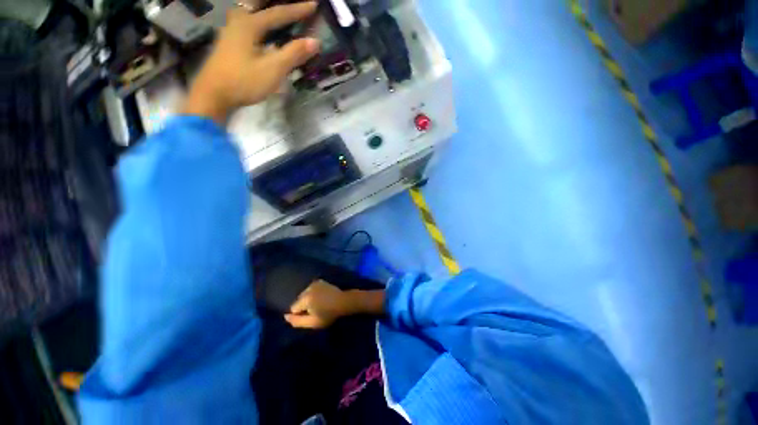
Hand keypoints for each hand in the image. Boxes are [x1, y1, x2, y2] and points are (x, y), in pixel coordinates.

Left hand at [183, 2, 320, 124]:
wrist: (214, 94)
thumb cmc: (244, 80)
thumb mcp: (273, 69)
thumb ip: (293, 54)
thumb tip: (315, 42)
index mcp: (249, 24)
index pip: (278, 13)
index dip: (297, 9)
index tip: (313, 4)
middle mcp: (238, 22)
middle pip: (256, 5)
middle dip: (274, 3)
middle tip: (287, 3)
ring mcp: (230, 32)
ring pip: (248, 12)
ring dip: (261, 10)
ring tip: (274, 14)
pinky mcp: (228, 44)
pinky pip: (245, 24)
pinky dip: (256, 21)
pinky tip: (259, 29)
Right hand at [285, 280, 350, 328]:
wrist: (343, 302)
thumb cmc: (328, 314)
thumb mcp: (312, 322)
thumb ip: (297, 321)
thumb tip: (285, 316)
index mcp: (305, 298)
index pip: (293, 308)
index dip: (301, 314)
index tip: (311, 315)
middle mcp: (308, 288)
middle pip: (299, 300)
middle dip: (304, 305)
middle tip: (316, 310)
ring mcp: (314, 283)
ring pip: (305, 294)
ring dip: (309, 299)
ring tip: (320, 304)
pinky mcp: (320, 281)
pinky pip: (311, 289)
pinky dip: (314, 293)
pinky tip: (322, 297)